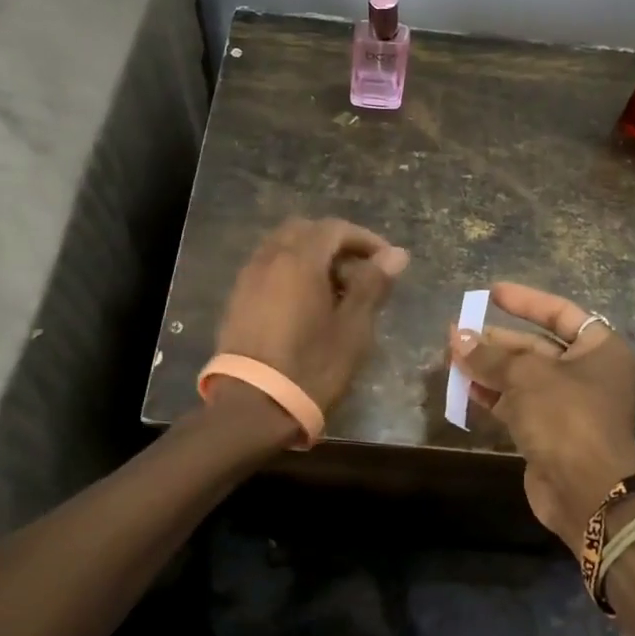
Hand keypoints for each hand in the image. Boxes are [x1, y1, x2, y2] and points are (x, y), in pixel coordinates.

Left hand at [215, 217, 409, 412]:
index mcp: (299, 259)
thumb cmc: (311, 366)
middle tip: (360, 273)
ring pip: (283, 248)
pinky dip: (290, 272)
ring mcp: (248, 278)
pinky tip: (306, 304)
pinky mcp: (237, 299)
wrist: (252, 406)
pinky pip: (268, 268)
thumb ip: (372, 284)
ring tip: (336, 290)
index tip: (386, 261)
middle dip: (335, 244)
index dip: (365, 240)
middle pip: (305, 231)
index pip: (335, 229)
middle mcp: (269, 258)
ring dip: (311, 257)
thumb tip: (396, 254)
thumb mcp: (353, 328)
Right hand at [447, 283, 634, 554]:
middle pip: (537, 346)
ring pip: (524, 377)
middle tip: (459, 332)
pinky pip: (518, 404)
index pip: (560, 313)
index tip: (492, 292)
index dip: (526, 301)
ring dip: (489, 367)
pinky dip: (493, 394)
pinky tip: (464, 387)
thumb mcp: (526, 376)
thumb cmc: (566, 417)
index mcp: (601, 350)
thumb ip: (489, 355)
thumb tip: (456, 336)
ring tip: (452, 356)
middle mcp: (590, 374)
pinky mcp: (551, 433)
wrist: (587, 492)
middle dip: (497, 340)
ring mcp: (570, 406)